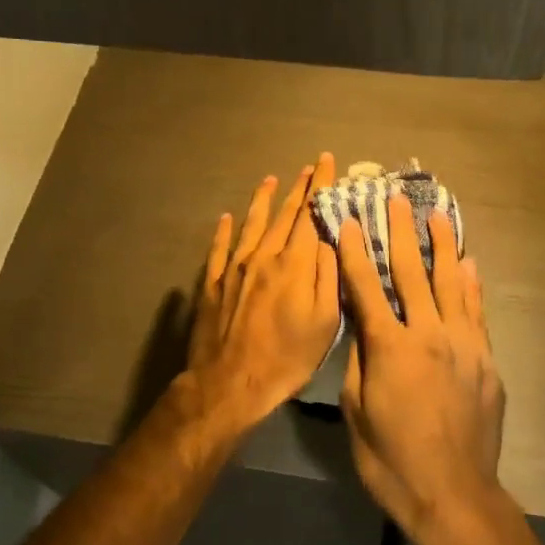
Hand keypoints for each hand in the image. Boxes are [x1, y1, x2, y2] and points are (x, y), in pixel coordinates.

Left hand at [184, 153, 341, 431]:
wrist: (229, 382)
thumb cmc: (287, 358)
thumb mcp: (325, 323)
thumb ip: (330, 276)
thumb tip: (331, 240)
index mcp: (295, 264)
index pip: (311, 214)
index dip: (320, 186)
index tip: (326, 162)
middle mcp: (264, 255)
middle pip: (284, 214)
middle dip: (299, 187)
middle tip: (308, 167)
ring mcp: (234, 267)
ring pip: (252, 223)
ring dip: (264, 199)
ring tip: (271, 179)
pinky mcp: (212, 282)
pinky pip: (219, 247)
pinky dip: (224, 229)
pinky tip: (226, 217)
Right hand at [338, 192, 507, 544]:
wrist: (455, 496)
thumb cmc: (392, 460)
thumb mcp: (356, 412)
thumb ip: (359, 360)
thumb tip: (361, 325)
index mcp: (389, 347)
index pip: (366, 287)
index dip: (353, 251)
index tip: (347, 220)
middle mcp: (428, 334)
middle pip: (412, 273)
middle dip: (401, 232)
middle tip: (397, 198)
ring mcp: (463, 345)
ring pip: (452, 283)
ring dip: (442, 245)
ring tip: (437, 214)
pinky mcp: (486, 361)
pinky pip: (477, 312)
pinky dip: (472, 284)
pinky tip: (469, 263)